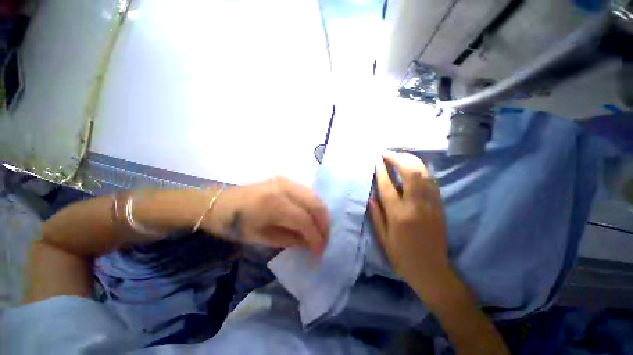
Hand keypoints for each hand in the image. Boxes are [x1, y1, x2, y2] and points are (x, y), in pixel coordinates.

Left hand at [203, 177, 329, 254]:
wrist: (219, 202)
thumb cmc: (235, 224)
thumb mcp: (262, 238)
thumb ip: (290, 239)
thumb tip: (311, 243)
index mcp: (273, 204)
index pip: (304, 220)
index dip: (316, 237)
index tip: (320, 251)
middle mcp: (284, 187)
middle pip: (315, 204)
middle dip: (324, 224)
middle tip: (325, 240)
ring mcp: (286, 180)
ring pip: (314, 196)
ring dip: (321, 214)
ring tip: (321, 229)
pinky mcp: (285, 179)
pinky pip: (307, 192)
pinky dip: (314, 205)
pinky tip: (313, 216)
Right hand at [370, 151, 449, 301]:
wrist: (432, 271)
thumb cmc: (402, 256)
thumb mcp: (383, 238)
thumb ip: (376, 214)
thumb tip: (371, 195)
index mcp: (399, 215)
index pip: (388, 186)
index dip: (381, 171)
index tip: (376, 160)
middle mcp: (416, 206)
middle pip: (410, 173)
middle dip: (398, 159)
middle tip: (387, 153)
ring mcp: (431, 205)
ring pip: (424, 174)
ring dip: (411, 160)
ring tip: (399, 156)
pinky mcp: (439, 206)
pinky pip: (432, 182)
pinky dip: (422, 170)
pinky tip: (414, 167)